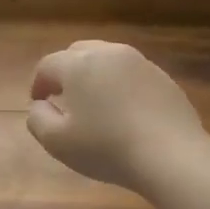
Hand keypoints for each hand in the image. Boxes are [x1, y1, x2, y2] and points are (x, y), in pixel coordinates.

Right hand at [27, 41, 204, 192]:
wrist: (171, 155)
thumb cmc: (106, 148)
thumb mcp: (57, 142)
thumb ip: (37, 118)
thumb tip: (40, 105)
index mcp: (79, 64)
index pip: (47, 65)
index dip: (38, 83)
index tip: (39, 103)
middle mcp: (109, 53)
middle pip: (78, 53)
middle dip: (65, 72)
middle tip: (63, 98)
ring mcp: (140, 62)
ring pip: (107, 60)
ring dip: (94, 76)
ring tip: (94, 104)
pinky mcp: (163, 77)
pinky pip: (131, 74)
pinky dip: (120, 85)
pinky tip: (123, 112)